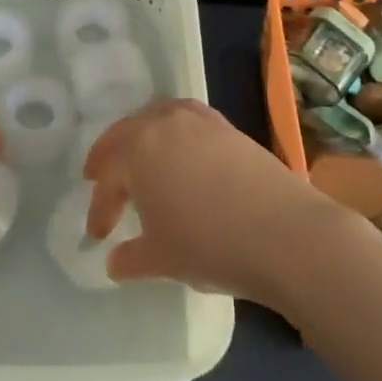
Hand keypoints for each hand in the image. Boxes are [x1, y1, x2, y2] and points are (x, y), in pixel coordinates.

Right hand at [84, 100, 348, 304]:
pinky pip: (186, 120)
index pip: (108, 179)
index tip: (98, 235)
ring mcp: (198, 120)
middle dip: (110, 159)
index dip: (99, 209)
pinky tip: (180, 153)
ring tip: (139, 159)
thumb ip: (131, 258)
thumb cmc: (210, 245)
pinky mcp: (226, 126)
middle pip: (125, 135)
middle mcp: (162, 123)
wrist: (284, 232)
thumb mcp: (162, 259)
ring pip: (156, 119)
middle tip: (99, 179)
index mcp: (136, 150)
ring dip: (141, 138)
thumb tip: (115, 261)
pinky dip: (173, 133)